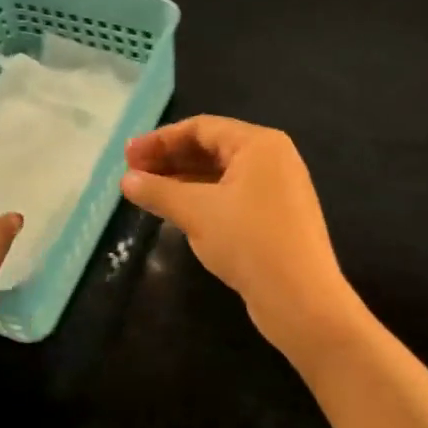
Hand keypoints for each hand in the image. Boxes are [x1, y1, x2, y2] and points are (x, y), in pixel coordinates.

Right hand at [121, 116, 362, 353]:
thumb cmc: (249, 242)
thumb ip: (158, 191)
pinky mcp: (276, 217)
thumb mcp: (196, 212)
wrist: (302, 300)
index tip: (128, 155)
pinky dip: (202, 198)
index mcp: (259, 144)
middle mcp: (272, 159)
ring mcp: (277, 189)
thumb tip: (126, 180)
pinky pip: (231, 196)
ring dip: (182, 180)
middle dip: (170, 158)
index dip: (160, 139)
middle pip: (211, 148)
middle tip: (132, 172)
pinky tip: (176, 211)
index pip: (201, 127)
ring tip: (146, 191)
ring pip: (220, 174)